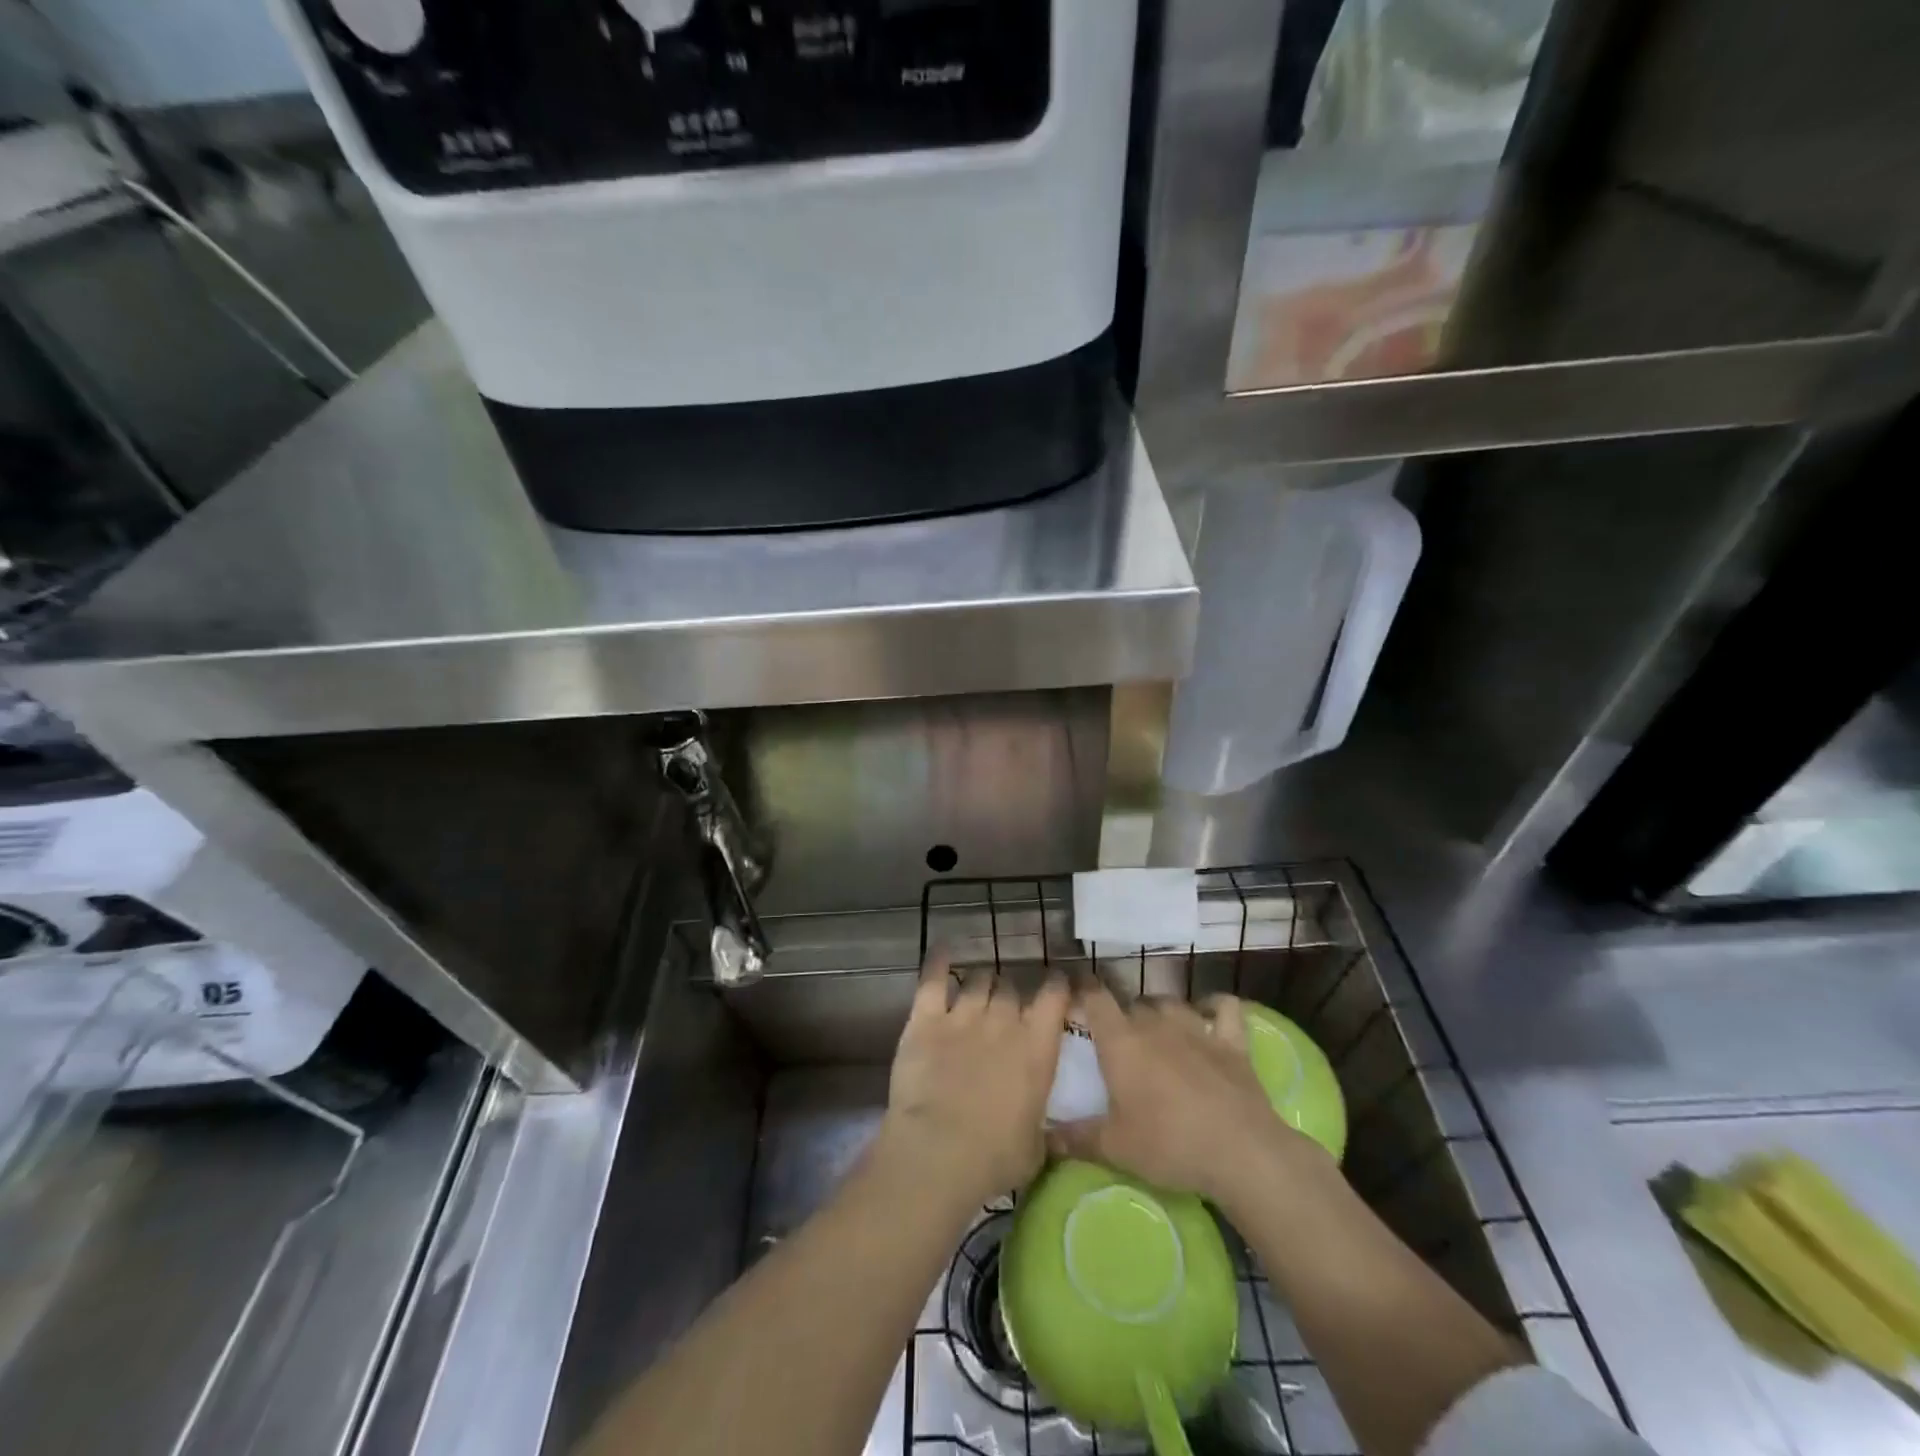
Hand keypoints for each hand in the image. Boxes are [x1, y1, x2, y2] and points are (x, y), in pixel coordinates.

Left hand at [879, 951, 1069, 1209]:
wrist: (938, 1152)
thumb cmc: (995, 1158)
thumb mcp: (1036, 1146)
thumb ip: (1039, 1120)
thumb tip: (1037, 1120)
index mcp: (1037, 1048)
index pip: (1053, 997)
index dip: (1055, 986)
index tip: (1055, 984)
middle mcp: (1003, 1022)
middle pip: (1010, 987)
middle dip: (1010, 993)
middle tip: (1005, 1005)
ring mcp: (962, 1016)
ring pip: (977, 980)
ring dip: (980, 983)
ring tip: (978, 988)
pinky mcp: (925, 1019)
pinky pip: (932, 980)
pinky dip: (937, 962)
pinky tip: (942, 949)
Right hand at [1048, 983, 1336, 1214]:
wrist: (1240, 1151)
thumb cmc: (1168, 1144)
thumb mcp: (1115, 1147)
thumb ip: (1076, 1137)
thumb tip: (1044, 1137)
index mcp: (1121, 1041)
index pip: (1095, 997)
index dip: (1083, 989)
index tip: (1075, 992)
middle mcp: (1155, 1023)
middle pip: (1132, 1003)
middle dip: (1123, 1015)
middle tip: (1118, 1041)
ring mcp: (1196, 1028)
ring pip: (1171, 1002)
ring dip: (1161, 1011)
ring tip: (1157, 1030)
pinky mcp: (1232, 1041)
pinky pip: (1224, 1008)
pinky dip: (1215, 1007)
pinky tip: (1211, 1015)